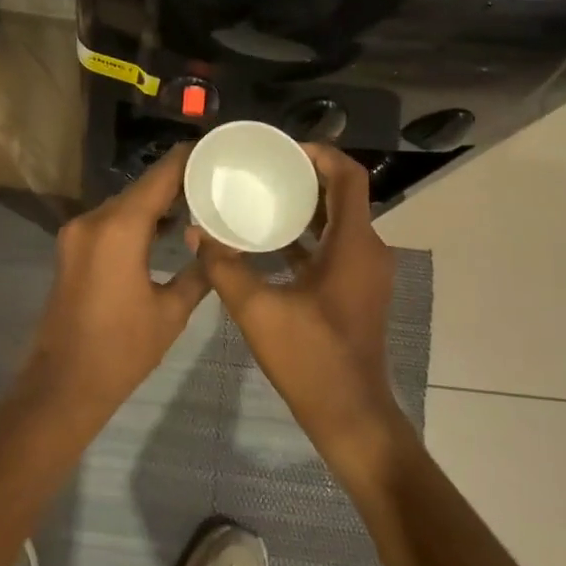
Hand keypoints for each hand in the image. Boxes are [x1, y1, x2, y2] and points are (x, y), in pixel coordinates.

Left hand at [25, 146, 209, 416]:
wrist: (63, 385)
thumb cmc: (122, 350)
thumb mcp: (171, 311)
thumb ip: (198, 272)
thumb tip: (216, 248)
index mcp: (120, 228)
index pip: (159, 177)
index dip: (186, 159)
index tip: (214, 147)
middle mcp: (94, 221)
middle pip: (140, 188)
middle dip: (175, 181)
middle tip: (215, 179)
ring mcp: (77, 234)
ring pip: (124, 204)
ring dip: (155, 202)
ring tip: (197, 201)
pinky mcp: (71, 249)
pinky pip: (109, 222)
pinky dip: (135, 219)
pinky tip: (164, 228)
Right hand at [189, 144, 401, 454]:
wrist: (350, 415)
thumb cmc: (310, 358)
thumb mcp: (258, 310)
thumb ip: (225, 267)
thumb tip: (197, 232)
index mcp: (353, 244)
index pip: (349, 176)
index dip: (320, 153)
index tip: (283, 150)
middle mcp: (368, 249)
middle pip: (344, 194)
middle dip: (306, 176)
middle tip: (264, 169)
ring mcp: (365, 271)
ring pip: (339, 221)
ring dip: (306, 206)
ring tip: (263, 195)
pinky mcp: (356, 289)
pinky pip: (335, 246)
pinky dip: (309, 235)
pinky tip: (271, 240)